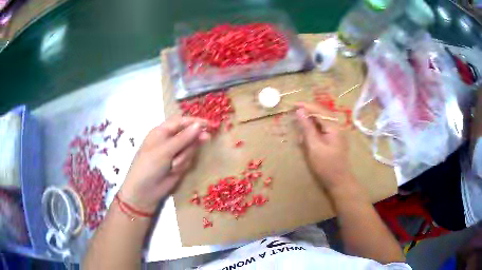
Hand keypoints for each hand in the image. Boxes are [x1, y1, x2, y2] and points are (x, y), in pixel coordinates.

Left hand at [119, 116, 209, 211]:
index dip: (195, 121)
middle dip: (193, 139)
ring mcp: (174, 153)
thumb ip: (183, 138)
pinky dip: (183, 164)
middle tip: (206, 139)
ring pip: (189, 148)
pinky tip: (174, 171)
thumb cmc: (149, 166)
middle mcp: (168, 140)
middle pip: (188, 134)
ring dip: (184, 157)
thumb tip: (199, 125)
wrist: (145, 192)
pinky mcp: (178, 164)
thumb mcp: (165, 150)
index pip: (181, 121)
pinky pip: (188, 159)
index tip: (210, 124)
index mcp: (161, 131)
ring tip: (173, 166)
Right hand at [295, 102, 354, 191]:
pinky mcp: (334, 139)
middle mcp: (337, 127)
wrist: (339, 181)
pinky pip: (323, 129)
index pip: (319, 111)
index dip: (306, 106)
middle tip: (294, 111)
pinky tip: (306, 135)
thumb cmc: (326, 166)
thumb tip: (300, 112)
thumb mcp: (314, 147)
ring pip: (322, 121)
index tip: (293, 104)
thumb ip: (307, 128)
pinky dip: (314, 129)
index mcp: (334, 127)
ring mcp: (336, 133)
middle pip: (322, 113)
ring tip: (299, 122)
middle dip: (308, 112)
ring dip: (310, 120)